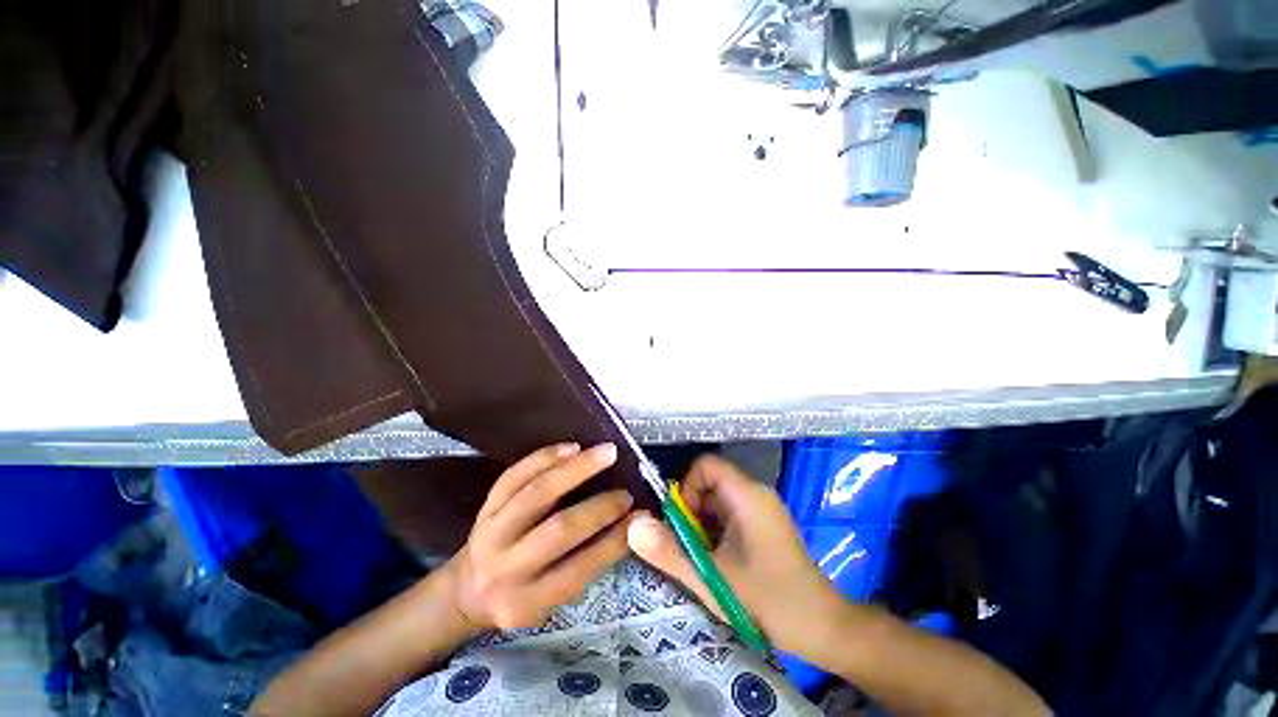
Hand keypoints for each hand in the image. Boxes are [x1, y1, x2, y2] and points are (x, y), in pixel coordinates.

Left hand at [446, 443, 637, 630]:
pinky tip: (571, 447)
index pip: (579, 569)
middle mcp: (506, 567)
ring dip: (576, 469)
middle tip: (625, 491)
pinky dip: (545, 457)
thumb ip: (587, 563)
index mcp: (528, 601)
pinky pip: (516, 474)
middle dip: (599, 507)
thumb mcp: (552, 599)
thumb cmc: (521, 596)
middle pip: (558, 531)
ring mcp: (492, 531)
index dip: (613, 541)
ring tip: (605, 453)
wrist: (468, 588)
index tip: (640, 518)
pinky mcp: (486, 505)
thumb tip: (631, 524)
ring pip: (537, 493)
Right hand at [627, 455, 850, 660]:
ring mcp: (762, 509)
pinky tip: (719, 561)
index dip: (686, 486)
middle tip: (690, 545)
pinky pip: (730, 514)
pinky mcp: (764, 525)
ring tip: (703, 557)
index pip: (705, 465)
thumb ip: (669, 551)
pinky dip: (716, 531)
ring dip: (702, 524)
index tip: (681, 521)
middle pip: (710, 482)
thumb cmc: (769, 599)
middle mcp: (755, 493)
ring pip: (718, 500)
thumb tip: (633, 526)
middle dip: (691, 510)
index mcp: (746, 495)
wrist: (823, 628)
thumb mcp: (711, 577)